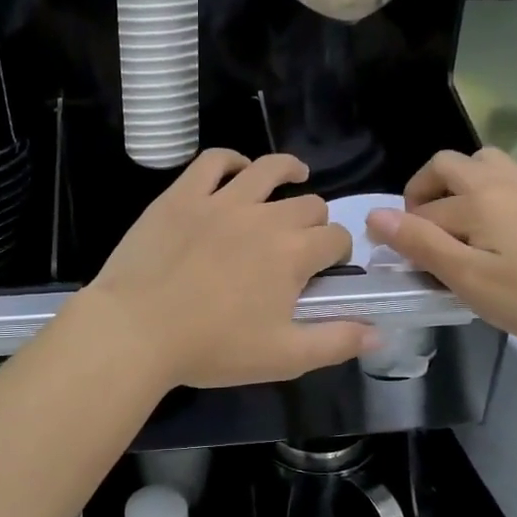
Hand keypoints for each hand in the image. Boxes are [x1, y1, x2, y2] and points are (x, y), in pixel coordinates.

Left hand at [80, 150, 374, 389]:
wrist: (137, 329)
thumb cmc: (212, 348)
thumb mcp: (284, 357)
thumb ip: (336, 342)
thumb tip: (379, 330)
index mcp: (293, 254)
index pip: (335, 238)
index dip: (338, 252)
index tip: (326, 269)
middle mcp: (265, 217)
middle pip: (308, 204)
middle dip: (315, 221)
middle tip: (300, 243)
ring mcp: (222, 200)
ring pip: (268, 169)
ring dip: (289, 171)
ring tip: (295, 174)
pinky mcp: (183, 195)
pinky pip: (214, 161)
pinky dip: (232, 159)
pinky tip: (238, 169)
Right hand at [367, 146, 516, 363]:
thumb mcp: (468, 280)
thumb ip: (420, 244)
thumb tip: (375, 214)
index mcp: (477, 201)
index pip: (422, 212)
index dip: (402, 233)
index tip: (399, 262)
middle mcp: (507, 182)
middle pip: (449, 166)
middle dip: (424, 191)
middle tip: (423, 232)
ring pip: (495, 158)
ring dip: (470, 177)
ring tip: (466, 213)